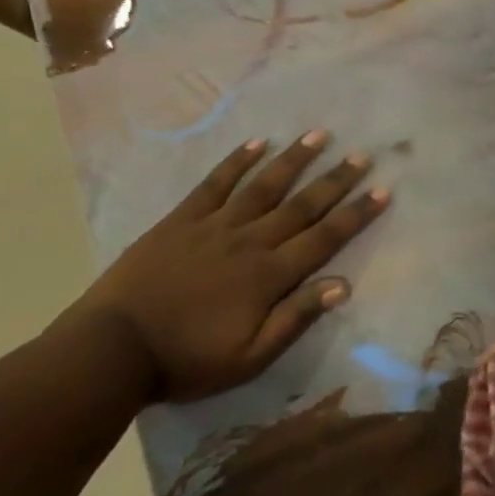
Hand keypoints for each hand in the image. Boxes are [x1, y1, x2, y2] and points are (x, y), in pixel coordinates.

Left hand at [63, 130, 389, 401]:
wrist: (112, 350)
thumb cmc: (186, 360)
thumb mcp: (250, 356)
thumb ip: (296, 317)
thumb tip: (343, 284)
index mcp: (269, 275)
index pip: (324, 238)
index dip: (356, 214)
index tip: (382, 191)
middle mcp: (250, 241)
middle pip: (301, 205)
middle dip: (335, 180)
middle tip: (361, 155)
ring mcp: (214, 226)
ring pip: (264, 186)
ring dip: (294, 160)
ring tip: (319, 135)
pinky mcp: (182, 220)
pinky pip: (215, 184)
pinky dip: (237, 162)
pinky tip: (257, 143)